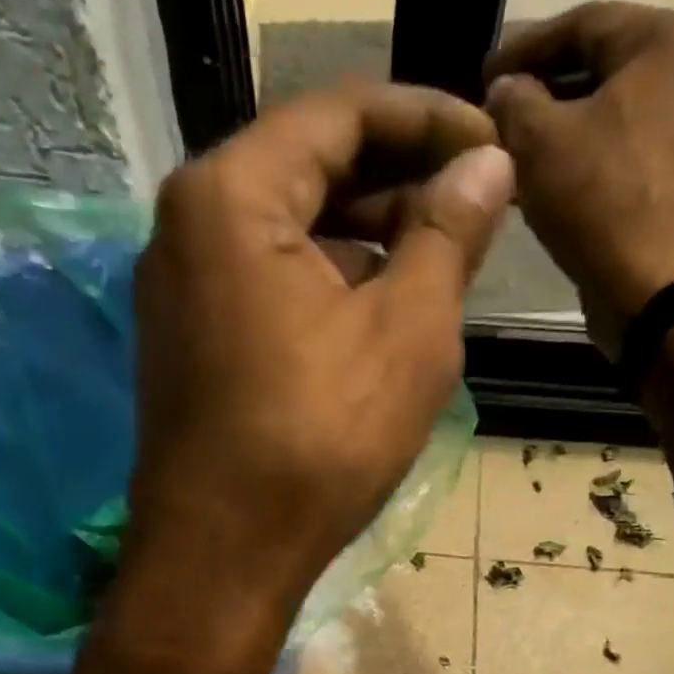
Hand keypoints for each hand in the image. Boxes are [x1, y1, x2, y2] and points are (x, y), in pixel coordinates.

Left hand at [124, 83, 512, 656]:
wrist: (223, 559)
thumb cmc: (318, 444)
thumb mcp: (407, 332)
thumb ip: (448, 233)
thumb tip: (486, 165)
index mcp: (230, 195)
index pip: (340, 114)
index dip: (429, 120)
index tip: (494, 145)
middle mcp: (187, 227)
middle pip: (307, 170)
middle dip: (397, 183)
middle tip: (474, 211)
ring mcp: (179, 292)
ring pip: (286, 234)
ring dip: (365, 240)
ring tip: (439, 266)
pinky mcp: (187, 345)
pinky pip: (264, 286)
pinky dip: (324, 287)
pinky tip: (378, 316)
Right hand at [486, 3, 673, 357]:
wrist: (654, 288)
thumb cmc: (600, 199)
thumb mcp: (539, 140)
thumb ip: (513, 100)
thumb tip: (503, 90)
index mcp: (671, 39)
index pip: (583, 24)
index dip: (523, 47)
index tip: (482, 74)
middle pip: (602, 70)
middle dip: (543, 93)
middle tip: (495, 113)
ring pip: (612, 117)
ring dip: (560, 133)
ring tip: (511, 154)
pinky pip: (625, 156)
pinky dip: (585, 163)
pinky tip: (546, 183)